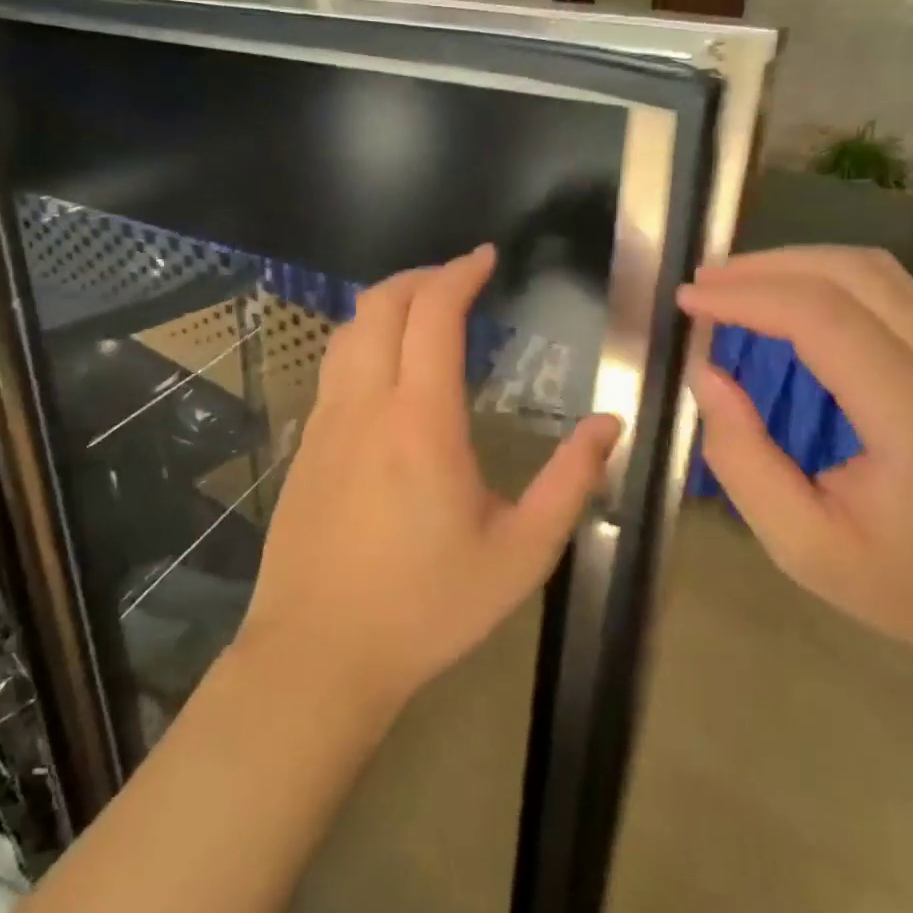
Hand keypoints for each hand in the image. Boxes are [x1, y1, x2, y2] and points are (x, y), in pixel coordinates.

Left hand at [238, 245, 621, 708]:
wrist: (318, 655)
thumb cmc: (427, 607)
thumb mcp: (521, 554)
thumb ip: (570, 483)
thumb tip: (608, 425)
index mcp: (421, 422)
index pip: (433, 315)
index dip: (459, 274)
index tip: (486, 258)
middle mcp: (366, 406)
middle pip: (380, 305)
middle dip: (420, 277)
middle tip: (459, 278)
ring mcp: (326, 424)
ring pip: (347, 332)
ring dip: (386, 305)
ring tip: (424, 313)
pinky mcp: (305, 448)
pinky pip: (333, 370)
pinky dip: (363, 342)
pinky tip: (387, 372)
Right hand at [676, 246, 912, 666]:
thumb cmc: (912, 587)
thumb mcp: (804, 547)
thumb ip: (743, 459)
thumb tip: (705, 376)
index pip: (821, 317)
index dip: (746, 296)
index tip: (688, 300)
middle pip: (852, 273)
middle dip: (765, 267)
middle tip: (702, 284)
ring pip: (876, 271)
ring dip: (797, 264)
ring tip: (736, 283)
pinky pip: (890, 291)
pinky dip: (827, 279)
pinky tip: (789, 299)